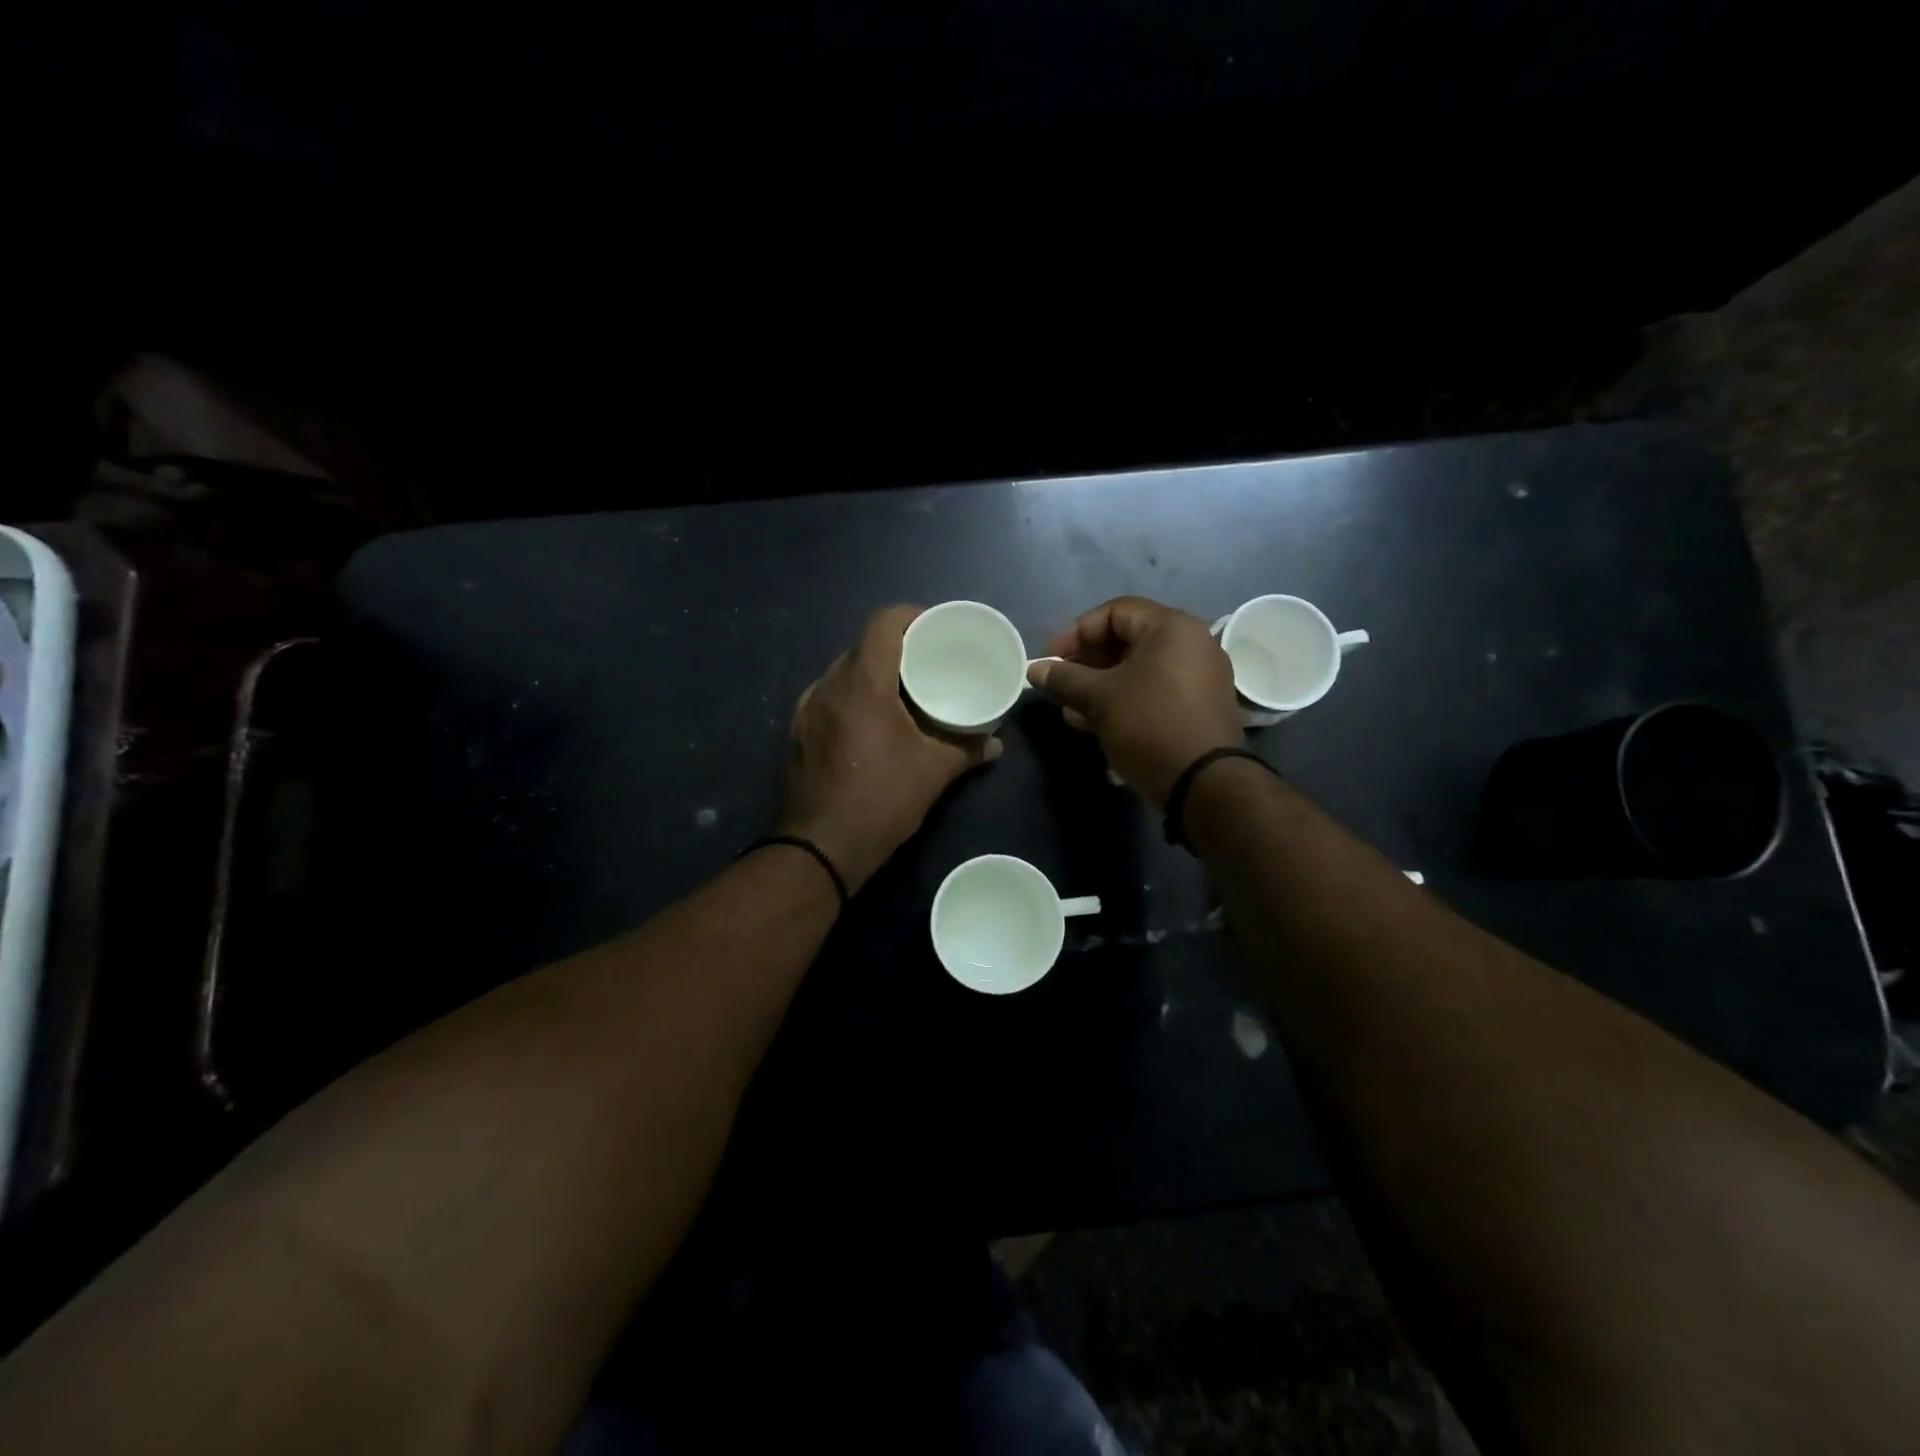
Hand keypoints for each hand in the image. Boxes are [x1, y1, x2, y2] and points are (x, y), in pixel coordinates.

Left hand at [775, 605, 1001, 892]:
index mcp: (862, 683)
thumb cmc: (881, 800)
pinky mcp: (798, 732)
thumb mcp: (933, 773)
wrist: (820, 848)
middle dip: (896, 647)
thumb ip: (968, 750)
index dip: (912, 616)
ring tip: (902, 691)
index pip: (883, 623)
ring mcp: (807, 709)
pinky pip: (829, 696)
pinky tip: (872, 721)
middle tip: (927, 663)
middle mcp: (828, 685)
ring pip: (843, 671)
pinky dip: (853, 696)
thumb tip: (996, 744)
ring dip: (872, 673)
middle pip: (863, 646)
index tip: (936, 629)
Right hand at [1027, 596, 1243, 806]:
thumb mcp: (1099, 699)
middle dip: (1086, 663)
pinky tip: (1095, 723)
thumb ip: (1064, 678)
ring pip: (1138, 670)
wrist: (1204, 783)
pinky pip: (1154, 691)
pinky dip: (1124, 700)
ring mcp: (1199, 676)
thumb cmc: (1149, 725)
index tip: (1050, 659)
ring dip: (1100, 686)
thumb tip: (1034, 669)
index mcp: (1171, 627)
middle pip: (1127, 640)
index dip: (1075, 632)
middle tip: (1059, 685)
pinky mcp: (1199, 706)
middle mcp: (1191, 643)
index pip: (1114, 612)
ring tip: (1071, 710)